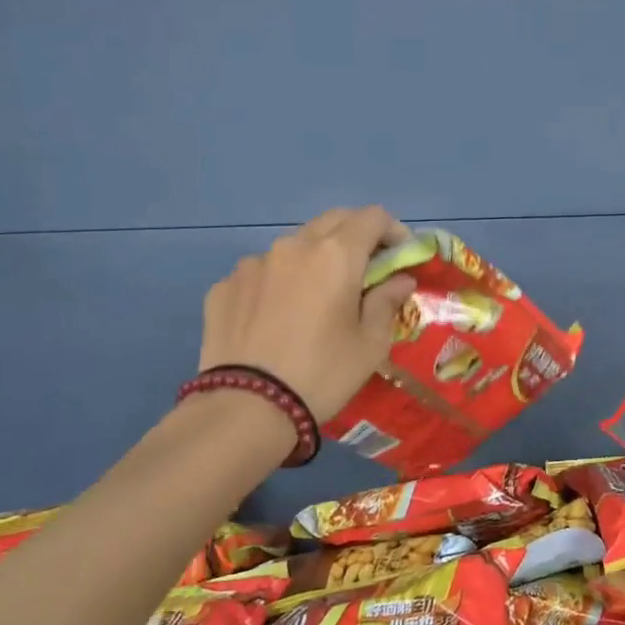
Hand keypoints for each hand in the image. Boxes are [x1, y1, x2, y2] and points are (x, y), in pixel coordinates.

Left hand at [198, 206, 417, 420]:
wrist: (247, 408)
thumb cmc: (323, 373)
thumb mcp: (371, 343)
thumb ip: (387, 301)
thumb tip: (399, 280)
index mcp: (336, 255)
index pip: (372, 217)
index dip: (393, 231)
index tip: (400, 256)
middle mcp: (293, 246)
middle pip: (333, 221)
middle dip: (356, 237)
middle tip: (366, 270)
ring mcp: (253, 264)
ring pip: (294, 246)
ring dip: (315, 259)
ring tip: (317, 298)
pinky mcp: (224, 286)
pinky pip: (261, 273)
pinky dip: (279, 283)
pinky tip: (278, 318)